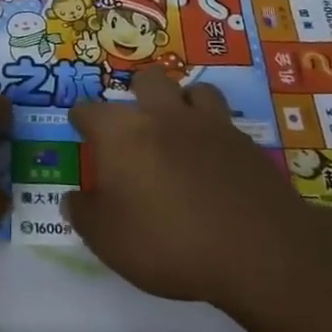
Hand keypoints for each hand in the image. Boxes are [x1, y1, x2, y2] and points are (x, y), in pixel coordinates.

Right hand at [63, 65, 315, 305]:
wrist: (257, 251)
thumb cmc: (167, 243)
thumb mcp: (108, 240)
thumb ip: (84, 214)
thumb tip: (73, 199)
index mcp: (122, 133)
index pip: (90, 110)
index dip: (81, 118)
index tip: (80, 127)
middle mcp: (163, 115)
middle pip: (147, 80)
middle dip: (137, 93)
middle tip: (135, 122)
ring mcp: (209, 124)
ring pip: (193, 89)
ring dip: (183, 102)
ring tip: (180, 128)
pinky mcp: (245, 143)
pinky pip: (225, 121)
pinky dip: (215, 131)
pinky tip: (214, 157)